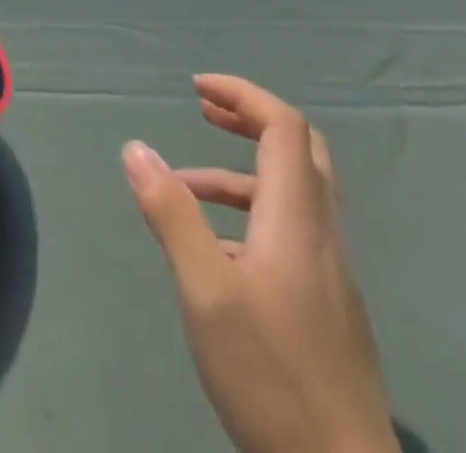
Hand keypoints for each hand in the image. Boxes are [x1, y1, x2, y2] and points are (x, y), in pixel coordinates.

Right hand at [122, 75, 396, 452]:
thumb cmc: (271, 376)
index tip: (197, 88)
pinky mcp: (328, 307)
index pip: (284, 126)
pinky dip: (251, 215)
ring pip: (294, 194)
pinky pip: (291, 232)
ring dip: (240, 173)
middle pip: (300, 150)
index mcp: (297, 219)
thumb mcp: (205, 291)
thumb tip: (136, 148)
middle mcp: (321, 234)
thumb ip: (171, 213)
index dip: (243, 95)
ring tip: (184, 186)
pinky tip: (215, 253)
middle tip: (205, 111)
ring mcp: (330, 273)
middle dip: (250, 119)